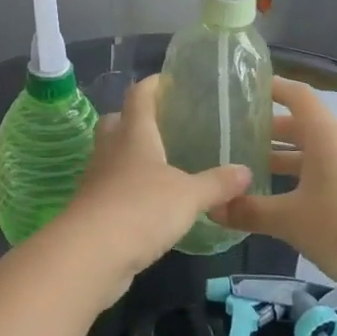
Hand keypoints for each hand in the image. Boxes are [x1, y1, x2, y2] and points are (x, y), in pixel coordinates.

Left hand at [59, 76, 249, 304]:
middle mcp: (111, 150)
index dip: (153, 85)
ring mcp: (97, 180)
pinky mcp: (93, 209)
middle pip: (116, 122)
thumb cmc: (141, 209)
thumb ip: (217, 183)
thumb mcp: (189, 196)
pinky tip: (150, 203)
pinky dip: (128, 189)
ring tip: (162, 165)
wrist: (90, 255)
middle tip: (164, 125)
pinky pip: (111, 187)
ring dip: (131, 156)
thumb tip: (246, 172)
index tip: (170, 80)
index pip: (139, 96)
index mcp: (133, 134)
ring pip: (112, 156)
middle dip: (135, 119)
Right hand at [215, 77, 336, 313]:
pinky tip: (277, 198)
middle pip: (302, 125)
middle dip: (268, 130)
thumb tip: (212, 207)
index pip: (297, 96)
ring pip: (311, 152)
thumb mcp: (290, 221)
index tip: (243, 88)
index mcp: (325, 137)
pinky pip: (323, 173)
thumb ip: (249, 211)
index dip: (271, 87)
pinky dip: (298, 177)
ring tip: (248, 168)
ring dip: (282, 157)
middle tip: (233, 137)